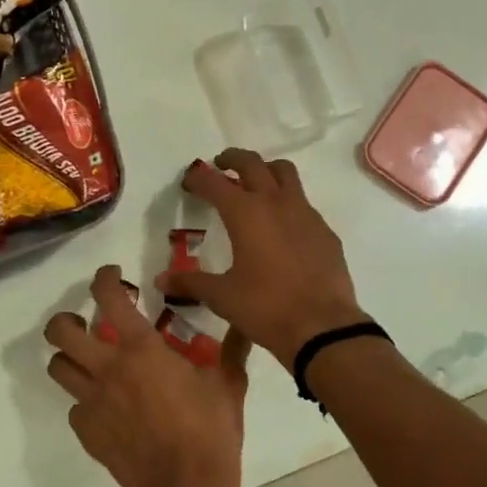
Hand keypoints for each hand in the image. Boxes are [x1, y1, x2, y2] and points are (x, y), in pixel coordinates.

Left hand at [44, 266, 249, 486]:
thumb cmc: (210, 434)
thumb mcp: (228, 385)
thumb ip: (232, 349)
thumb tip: (244, 322)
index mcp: (142, 348)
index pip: (109, 297)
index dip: (104, 278)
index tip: (113, 275)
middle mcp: (108, 368)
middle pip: (60, 331)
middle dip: (67, 319)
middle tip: (87, 321)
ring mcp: (93, 402)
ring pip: (58, 367)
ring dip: (69, 357)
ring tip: (91, 360)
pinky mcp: (88, 432)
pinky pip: (75, 407)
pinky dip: (86, 400)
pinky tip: (109, 406)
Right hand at [156, 150, 368, 364]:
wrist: (323, 327)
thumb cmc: (266, 307)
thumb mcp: (222, 297)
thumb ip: (191, 283)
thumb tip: (161, 280)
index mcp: (245, 213)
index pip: (214, 182)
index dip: (198, 178)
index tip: (189, 181)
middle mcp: (275, 202)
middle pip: (252, 163)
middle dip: (233, 159)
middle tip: (221, 165)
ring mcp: (305, 213)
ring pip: (285, 173)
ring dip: (266, 170)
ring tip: (255, 184)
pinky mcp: (324, 230)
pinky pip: (303, 203)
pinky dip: (288, 202)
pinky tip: (283, 227)